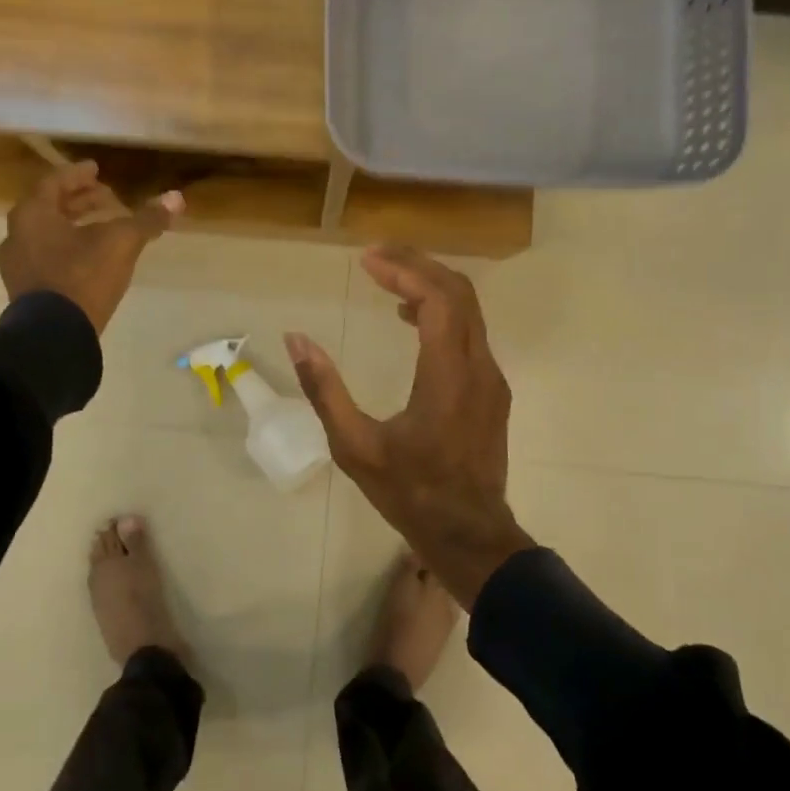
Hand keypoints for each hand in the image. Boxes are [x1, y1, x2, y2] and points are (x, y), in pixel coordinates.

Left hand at [0, 161, 183, 333]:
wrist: (54, 335)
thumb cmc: (83, 276)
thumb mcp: (121, 243)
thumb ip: (146, 219)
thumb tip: (176, 197)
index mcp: (33, 214)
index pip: (54, 182)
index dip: (78, 174)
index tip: (96, 169)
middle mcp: (18, 234)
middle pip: (49, 207)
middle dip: (79, 200)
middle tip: (105, 196)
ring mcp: (17, 265)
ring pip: (46, 233)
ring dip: (73, 224)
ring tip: (102, 226)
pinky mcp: (25, 290)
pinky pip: (46, 256)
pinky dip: (67, 247)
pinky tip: (90, 257)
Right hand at [286, 246, 532, 608]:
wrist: (469, 535)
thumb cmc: (409, 492)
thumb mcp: (354, 447)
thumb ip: (324, 390)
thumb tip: (297, 338)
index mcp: (447, 377)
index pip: (437, 299)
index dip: (404, 270)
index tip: (367, 260)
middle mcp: (478, 367)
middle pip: (459, 292)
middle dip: (418, 264)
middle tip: (376, 255)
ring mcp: (491, 378)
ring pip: (469, 310)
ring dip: (431, 284)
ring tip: (388, 278)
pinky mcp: (492, 390)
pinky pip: (470, 332)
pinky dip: (442, 310)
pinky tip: (410, 319)